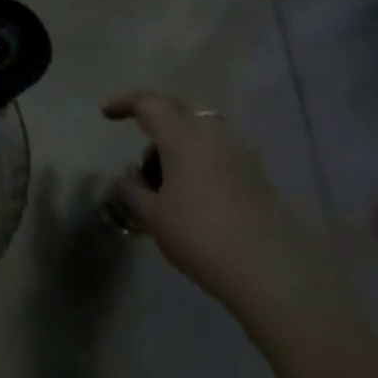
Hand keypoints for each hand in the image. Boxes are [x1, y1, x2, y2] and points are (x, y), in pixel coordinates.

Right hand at [103, 91, 351, 333]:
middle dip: (160, 113)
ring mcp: (242, 155)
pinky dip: (202, 158)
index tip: (105, 114)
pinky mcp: (259, 177)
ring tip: (165, 175)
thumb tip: (128, 177)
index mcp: (184, 138)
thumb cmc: (200, 237)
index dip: (124, 103)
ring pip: (206, 129)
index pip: (149, 103)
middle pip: (184, 106)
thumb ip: (132, 190)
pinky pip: (222, 152)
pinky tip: (192, 191)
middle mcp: (215, 137)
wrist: (272, 274)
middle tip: (141, 134)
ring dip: (182, 139)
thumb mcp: (153, 217)